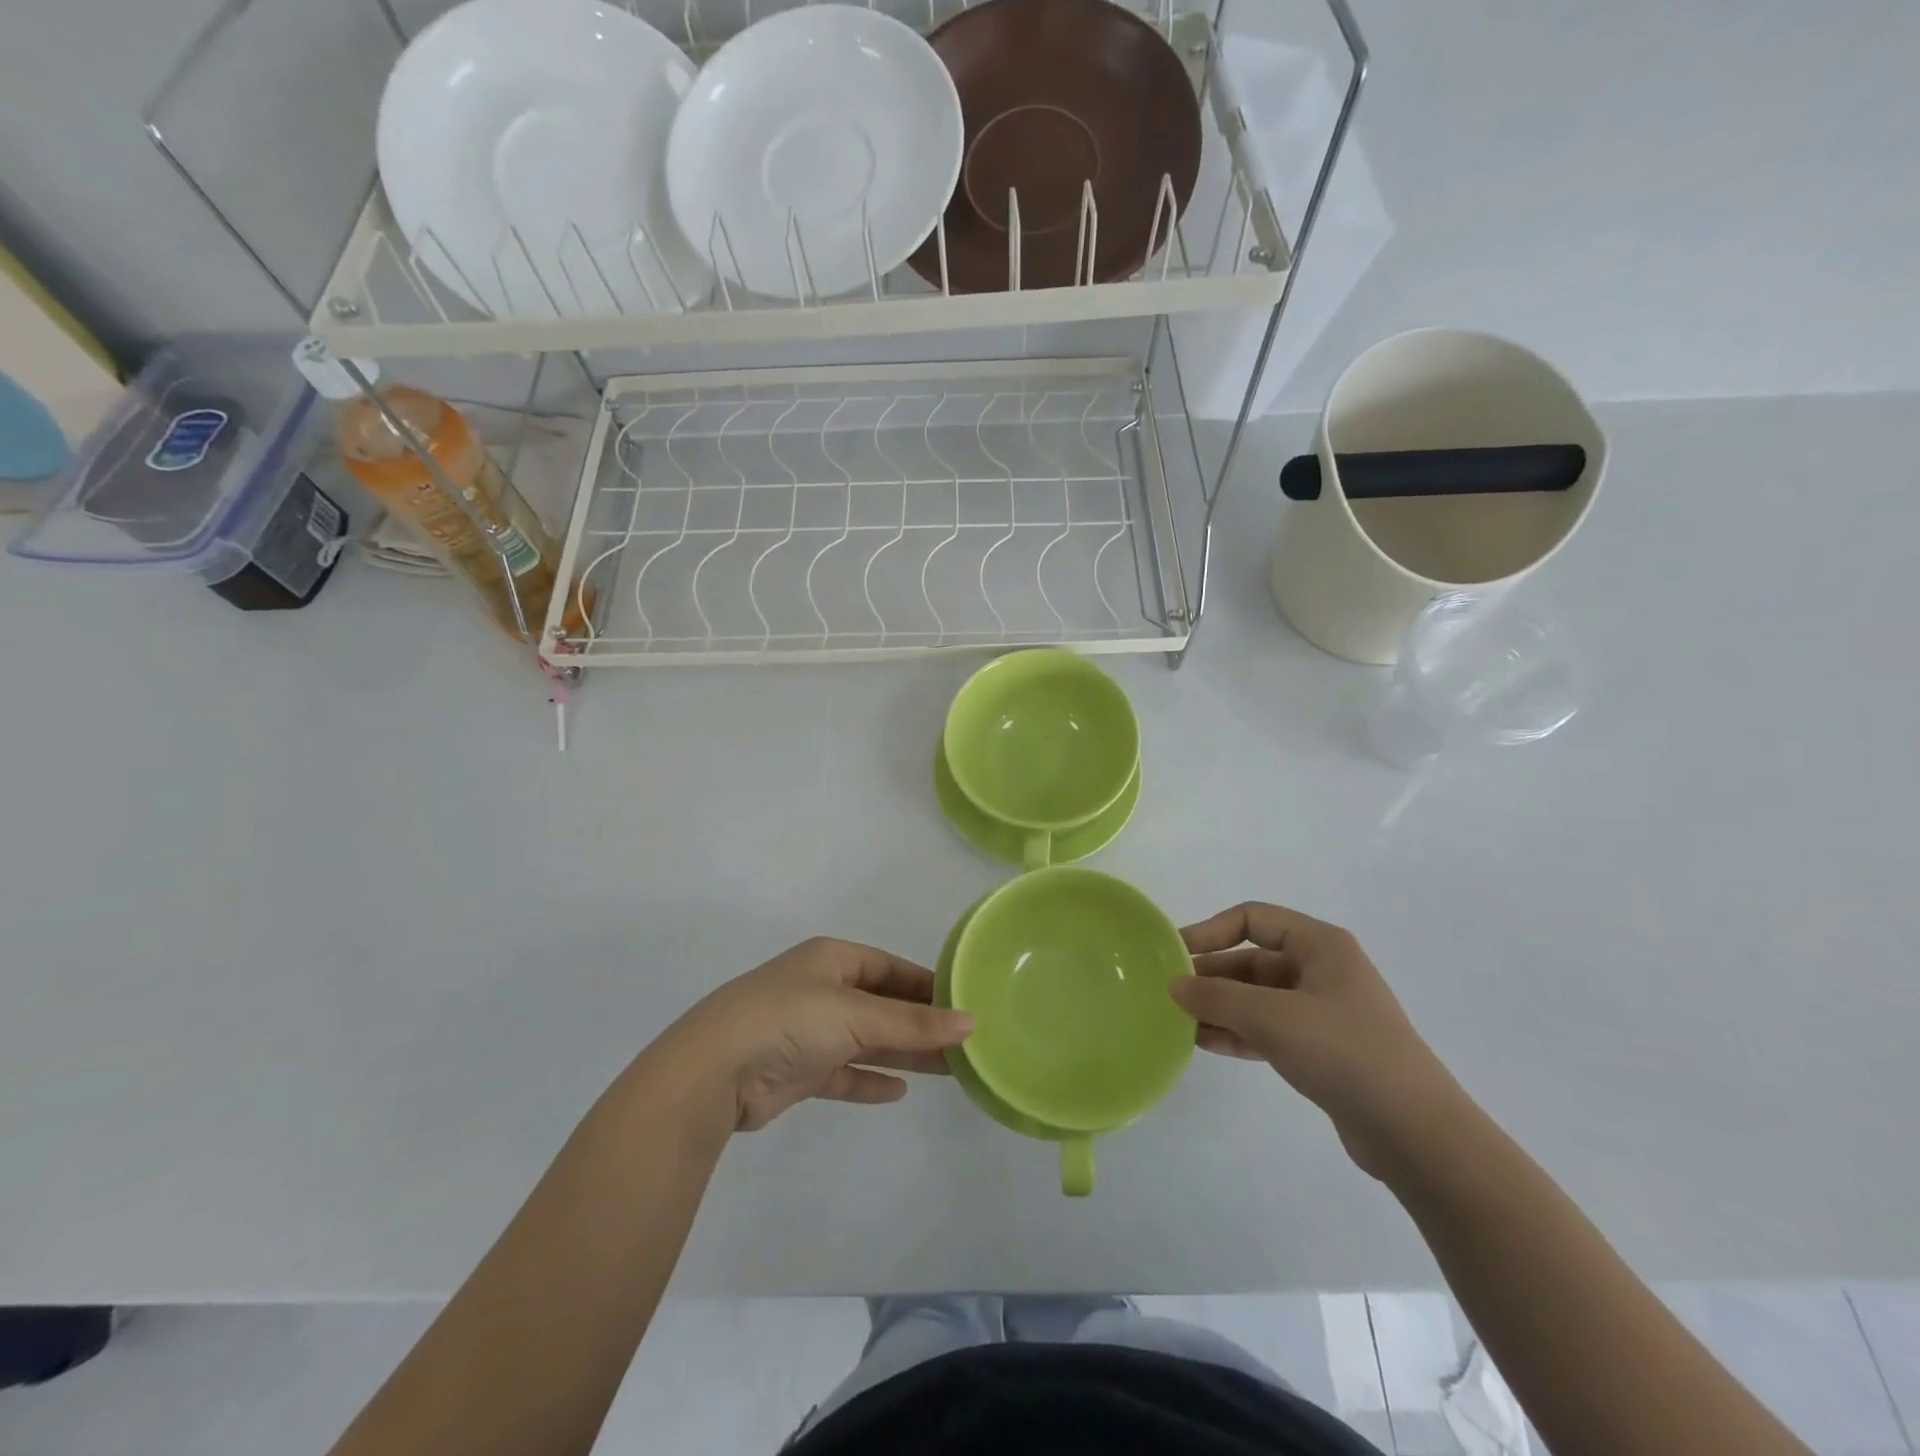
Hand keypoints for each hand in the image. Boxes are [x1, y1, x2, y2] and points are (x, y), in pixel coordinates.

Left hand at [664, 938, 972, 1131]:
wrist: (714, 1072)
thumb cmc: (791, 1020)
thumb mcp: (858, 1015)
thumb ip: (913, 1023)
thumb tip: (970, 1022)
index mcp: (833, 960)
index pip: (890, 968)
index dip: (927, 985)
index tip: (963, 1006)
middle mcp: (822, 990)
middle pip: (882, 1005)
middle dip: (919, 1024)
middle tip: (963, 1044)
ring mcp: (808, 1031)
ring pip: (867, 1041)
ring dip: (902, 1054)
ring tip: (947, 1069)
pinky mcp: (797, 1070)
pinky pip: (843, 1073)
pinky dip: (868, 1081)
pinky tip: (898, 1092)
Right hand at [1171, 902, 1460, 1178]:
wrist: (1415, 1133)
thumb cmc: (1344, 1052)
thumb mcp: (1272, 1016)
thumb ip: (1217, 996)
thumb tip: (1174, 984)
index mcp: (1320, 945)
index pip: (1253, 919)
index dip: (1210, 930)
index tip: (1174, 953)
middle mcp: (1322, 970)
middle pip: (1252, 960)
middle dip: (1211, 975)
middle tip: (1170, 994)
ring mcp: (1323, 1012)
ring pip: (1258, 998)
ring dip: (1220, 1007)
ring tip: (1179, 1022)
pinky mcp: (1322, 1049)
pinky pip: (1268, 1029)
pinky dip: (1238, 1032)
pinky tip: (1205, 1044)